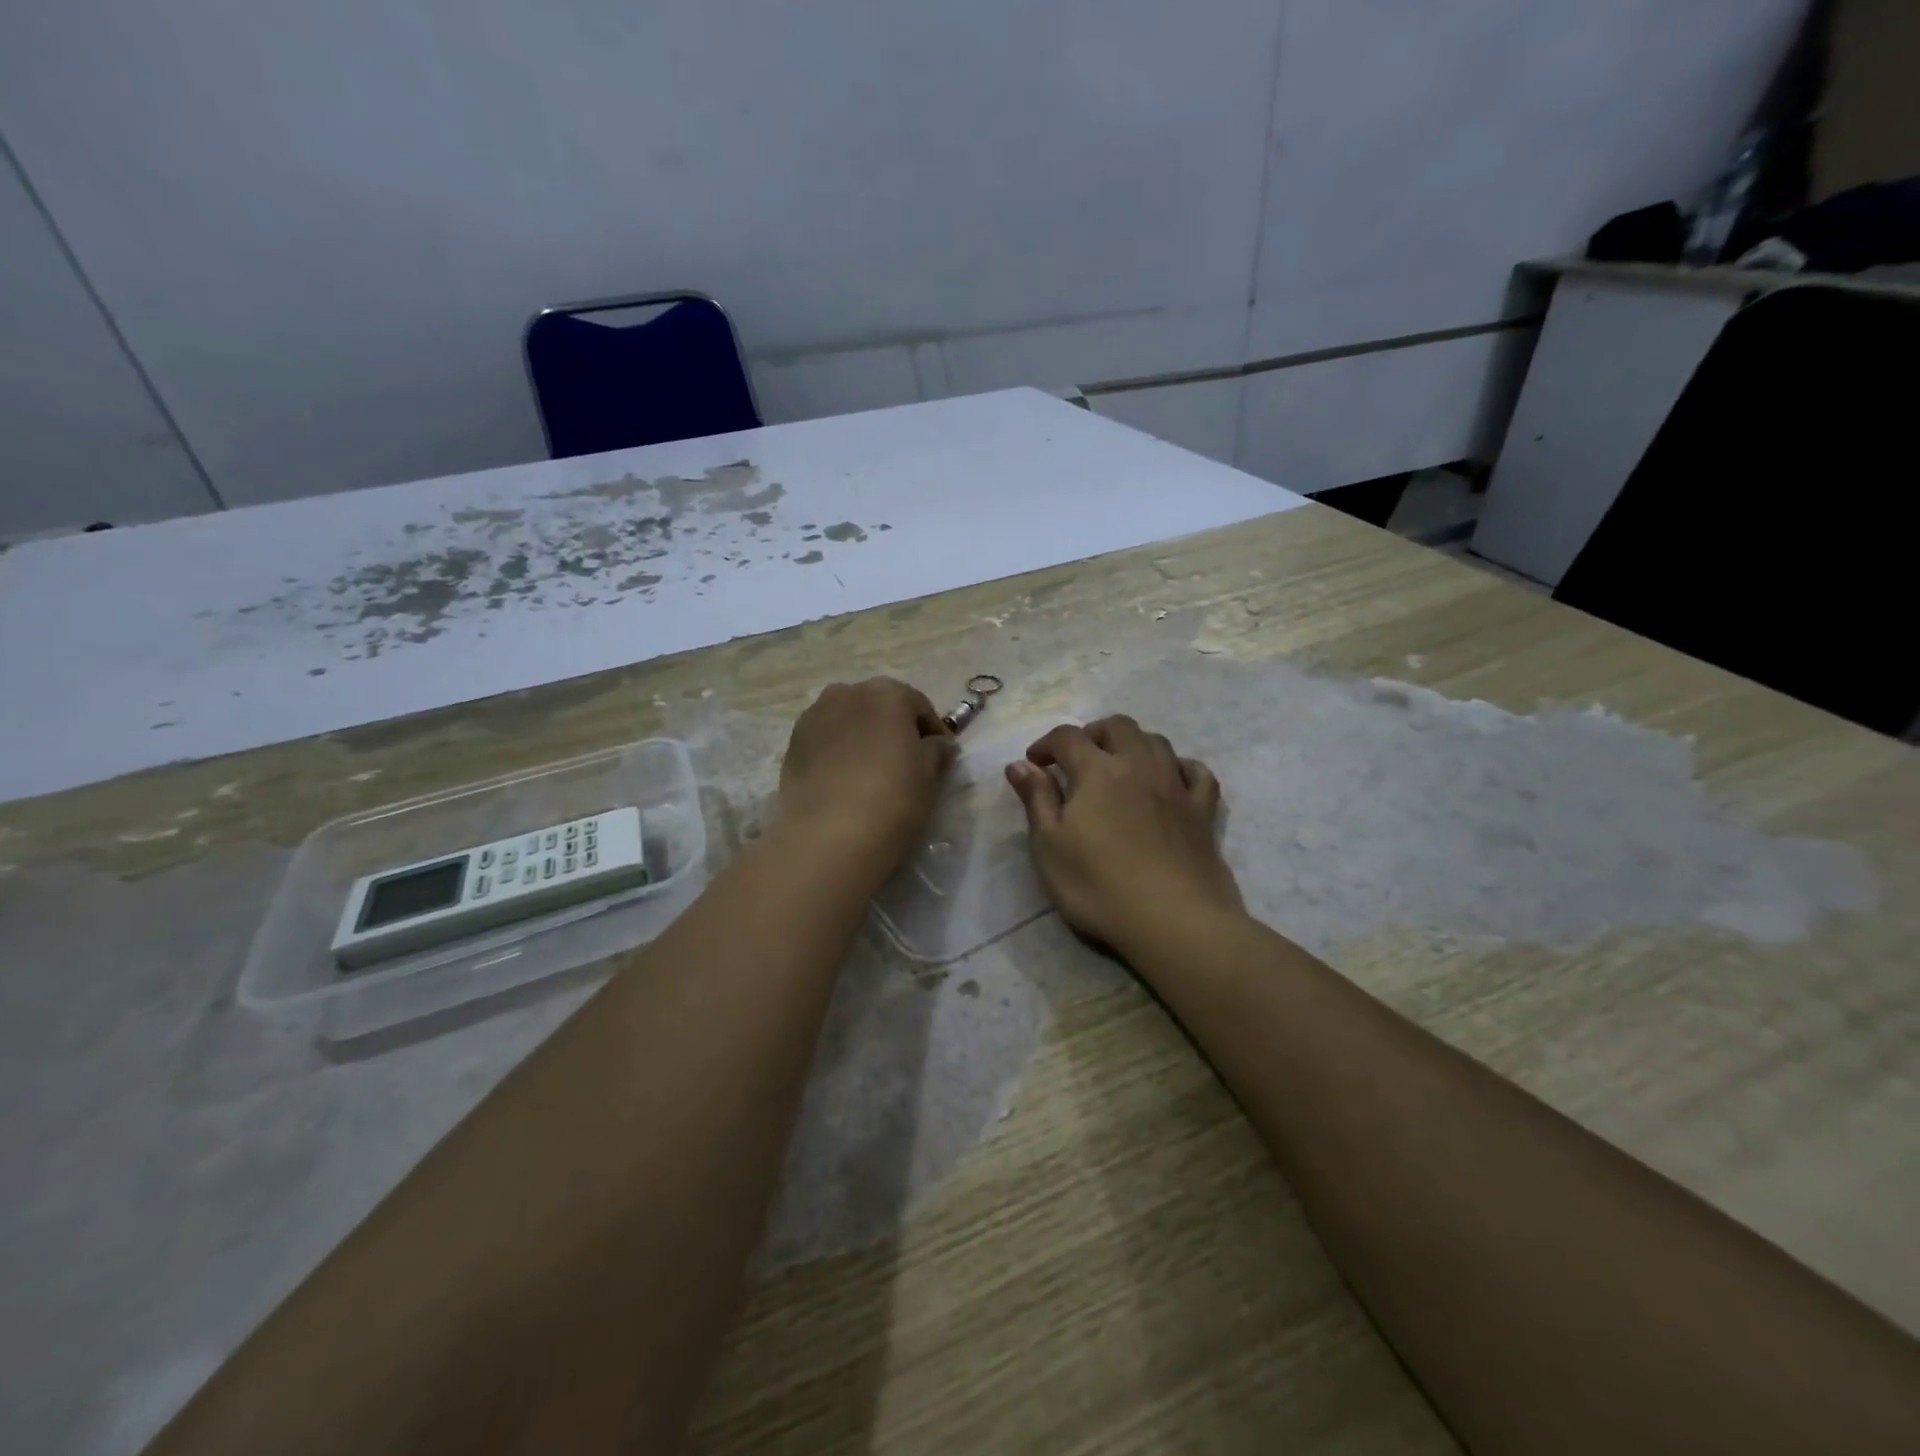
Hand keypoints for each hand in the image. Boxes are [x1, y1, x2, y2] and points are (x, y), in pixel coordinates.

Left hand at [778, 678, 954, 882]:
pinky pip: (826, 741)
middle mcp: (847, 693)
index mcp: (886, 693)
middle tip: (906, 761)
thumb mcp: (929, 774)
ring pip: (848, 721)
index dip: (933, 730)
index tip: (942, 756)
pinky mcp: (792, 745)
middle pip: (879, 706)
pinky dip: (839, 752)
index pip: (918, 705)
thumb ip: (936, 750)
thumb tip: (937, 744)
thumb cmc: (893, 797)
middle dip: (894, 728)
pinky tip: (846, 781)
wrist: (830, 835)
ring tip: (873, 771)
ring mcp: (814, 717)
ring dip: (863, 737)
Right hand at [1006, 716, 1242, 956]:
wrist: (1174, 920)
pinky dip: (1180, 767)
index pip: (1067, 737)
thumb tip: (1019, 764)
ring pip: (1156, 741)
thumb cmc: (1099, 885)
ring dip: (1133, 743)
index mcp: (1097, 770)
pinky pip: (1197, 772)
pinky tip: (1171, 779)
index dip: (1046, 744)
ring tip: (1118, 764)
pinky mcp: (1203, 811)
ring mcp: (1176, 785)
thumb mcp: (1050, 846)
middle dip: (1092, 733)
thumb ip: (1036, 799)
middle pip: (1117, 727)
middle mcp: (1139, 765)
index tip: (1034, 763)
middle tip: (1076, 758)